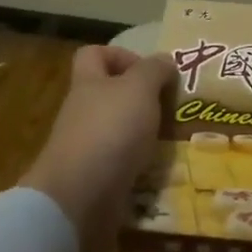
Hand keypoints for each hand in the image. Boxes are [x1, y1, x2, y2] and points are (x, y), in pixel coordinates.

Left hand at [27, 45, 176, 251]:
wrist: (79, 197)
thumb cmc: (110, 130)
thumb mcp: (139, 89)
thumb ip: (154, 70)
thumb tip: (164, 60)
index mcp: (88, 83)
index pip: (93, 54)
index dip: (121, 55)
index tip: (150, 71)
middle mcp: (83, 112)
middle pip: (109, 94)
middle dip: (142, 99)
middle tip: (171, 107)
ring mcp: (85, 146)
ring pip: (119, 130)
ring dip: (145, 133)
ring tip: (172, 139)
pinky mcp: (93, 177)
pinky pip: (121, 162)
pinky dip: (140, 164)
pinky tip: (159, 167)